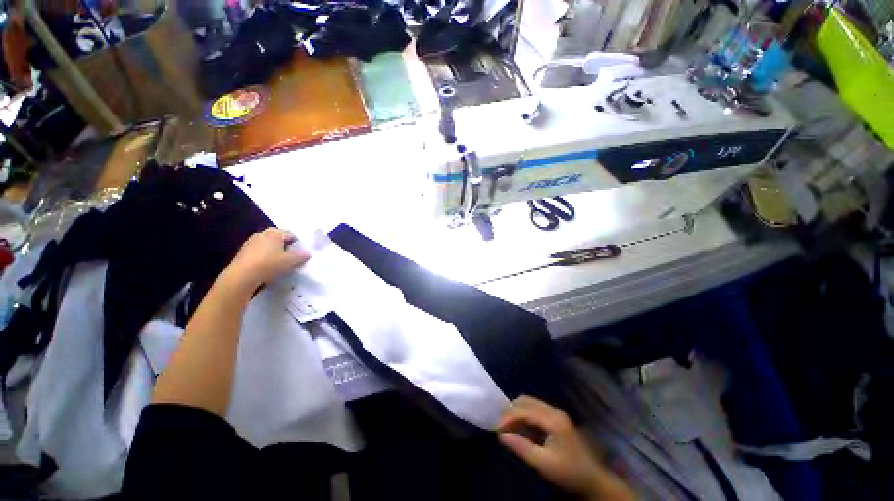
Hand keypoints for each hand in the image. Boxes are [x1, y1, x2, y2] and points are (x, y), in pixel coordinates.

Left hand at [223, 228, 309, 292]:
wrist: (243, 275)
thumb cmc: (270, 264)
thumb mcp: (291, 261)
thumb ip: (301, 256)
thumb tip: (308, 253)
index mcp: (275, 233)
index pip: (291, 234)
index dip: (298, 243)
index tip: (300, 253)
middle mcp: (263, 234)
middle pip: (278, 238)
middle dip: (285, 246)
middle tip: (290, 257)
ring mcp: (251, 242)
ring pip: (267, 244)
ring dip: (273, 251)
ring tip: (278, 262)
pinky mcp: (243, 252)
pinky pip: (258, 251)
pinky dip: (264, 256)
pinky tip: (266, 266)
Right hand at [498, 396, 634, 500]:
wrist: (593, 480)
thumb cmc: (569, 472)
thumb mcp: (544, 463)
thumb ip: (522, 447)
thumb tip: (501, 435)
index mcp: (553, 419)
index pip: (525, 410)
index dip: (509, 417)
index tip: (497, 428)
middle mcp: (554, 411)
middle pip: (526, 401)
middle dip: (511, 411)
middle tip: (501, 426)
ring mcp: (556, 413)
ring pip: (530, 403)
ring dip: (517, 412)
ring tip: (508, 427)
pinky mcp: (556, 419)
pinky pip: (535, 410)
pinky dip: (524, 415)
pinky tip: (520, 428)